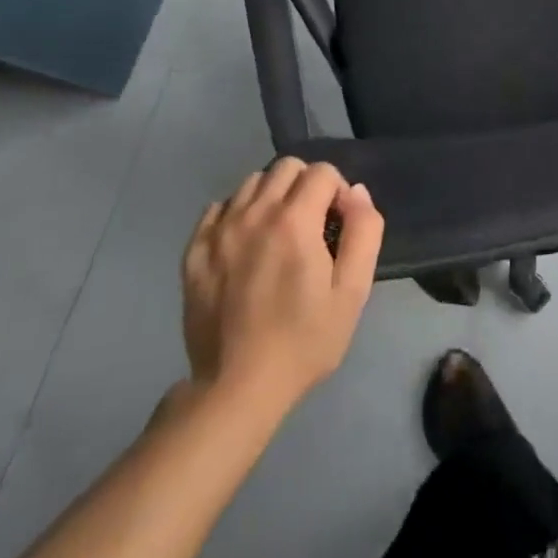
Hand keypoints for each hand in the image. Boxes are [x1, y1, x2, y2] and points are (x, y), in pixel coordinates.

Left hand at [181, 158, 383, 411]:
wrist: (236, 390)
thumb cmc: (303, 342)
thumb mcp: (351, 293)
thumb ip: (363, 233)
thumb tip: (357, 193)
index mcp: (295, 220)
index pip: (322, 172)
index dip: (338, 192)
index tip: (338, 226)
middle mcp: (254, 213)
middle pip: (286, 167)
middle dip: (306, 185)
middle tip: (311, 225)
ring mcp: (219, 231)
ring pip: (251, 183)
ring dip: (271, 196)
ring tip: (277, 234)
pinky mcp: (194, 251)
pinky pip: (218, 208)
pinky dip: (236, 214)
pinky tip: (245, 244)